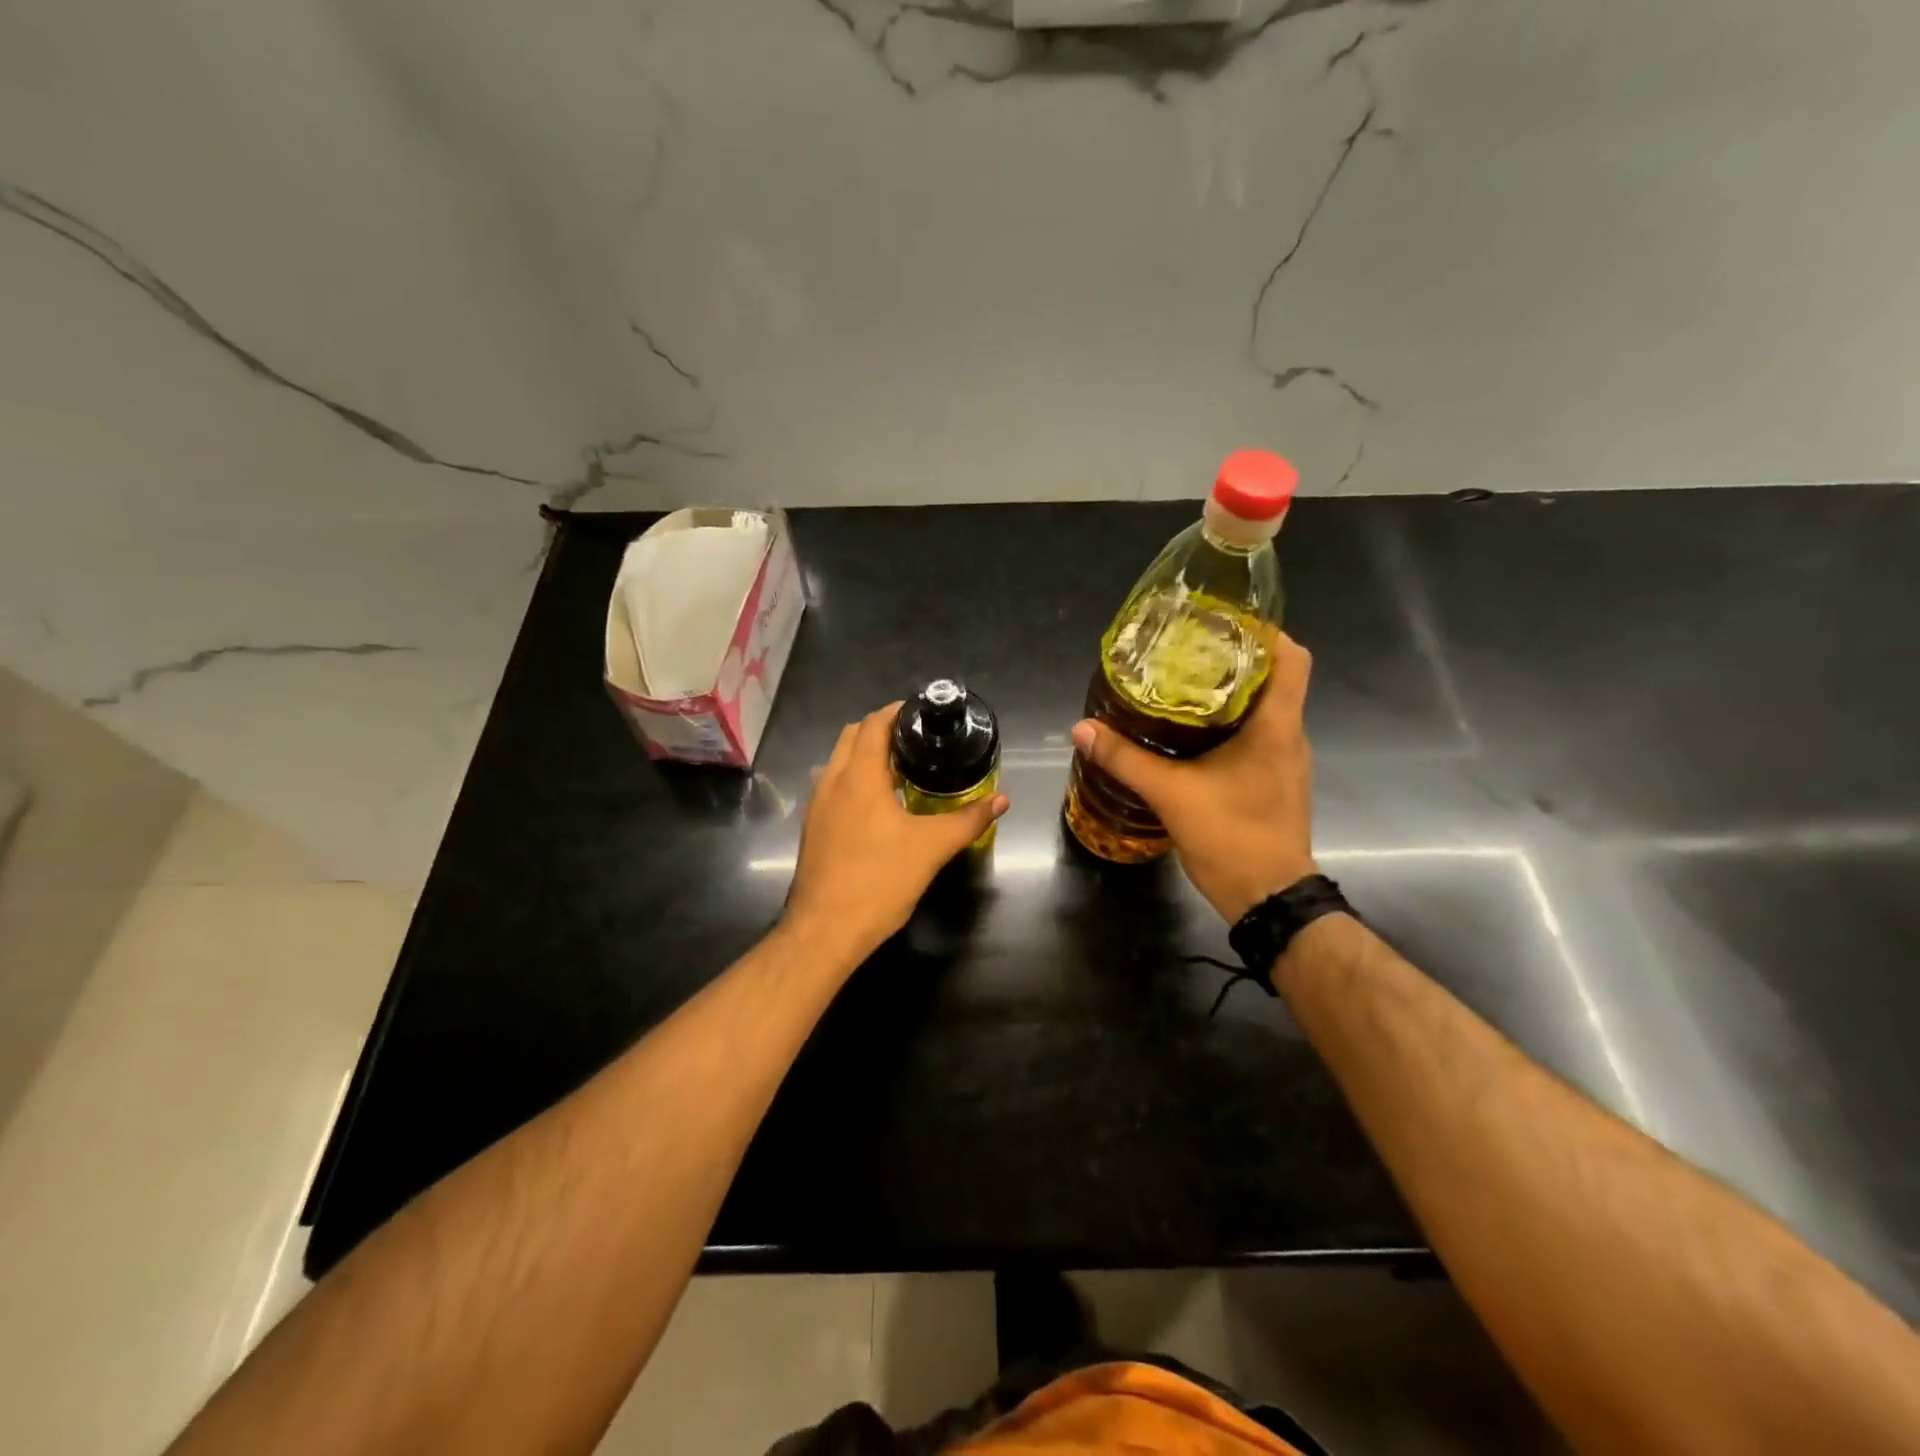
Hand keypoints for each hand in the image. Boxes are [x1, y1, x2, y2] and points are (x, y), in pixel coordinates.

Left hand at [785, 702, 1008, 963]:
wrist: (825, 930)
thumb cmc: (879, 880)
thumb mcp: (932, 848)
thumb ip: (969, 819)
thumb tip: (1002, 799)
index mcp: (858, 776)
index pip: (873, 724)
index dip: (897, 712)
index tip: (923, 713)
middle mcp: (832, 782)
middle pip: (852, 737)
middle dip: (881, 730)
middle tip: (917, 741)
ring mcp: (817, 806)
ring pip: (839, 763)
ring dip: (866, 756)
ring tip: (903, 770)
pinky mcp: (814, 829)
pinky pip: (834, 788)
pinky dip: (855, 781)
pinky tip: (881, 807)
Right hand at [1070, 630, 1316, 924]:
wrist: (1269, 899)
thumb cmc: (1232, 837)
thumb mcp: (1170, 794)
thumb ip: (1125, 758)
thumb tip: (1082, 728)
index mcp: (1276, 726)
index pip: (1291, 658)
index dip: (1264, 632)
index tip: (1222, 624)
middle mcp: (1289, 736)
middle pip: (1273, 678)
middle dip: (1233, 659)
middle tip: (1185, 652)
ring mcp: (1286, 761)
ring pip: (1264, 709)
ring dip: (1229, 694)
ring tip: (1182, 685)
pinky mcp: (1275, 782)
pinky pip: (1257, 736)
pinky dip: (1229, 726)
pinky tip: (1190, 734)